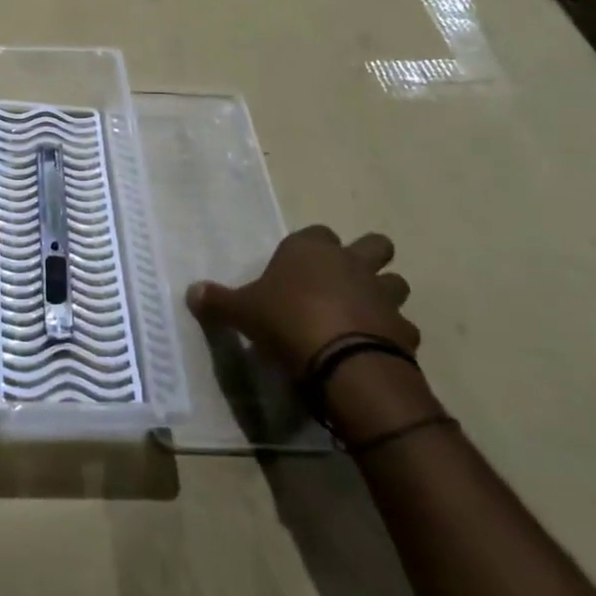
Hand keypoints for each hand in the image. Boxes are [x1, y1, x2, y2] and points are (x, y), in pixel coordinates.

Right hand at [187, 225, 415, 375]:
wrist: (343, 363)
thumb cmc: (286, 321)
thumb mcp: (242, 311)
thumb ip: (219, 301)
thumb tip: (191, 291)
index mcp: (311, 249)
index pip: (316, 232)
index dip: (310, 248)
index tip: (298, 268)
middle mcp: (351, 262)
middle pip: (374, 244)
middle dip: (367, 257)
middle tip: (346, 281)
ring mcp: (383, 295)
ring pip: (396, 283)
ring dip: (384, 295)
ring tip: (364, 316)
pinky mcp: (403, 330)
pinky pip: (403, 328)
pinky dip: (393, 336)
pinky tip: (376, 350)